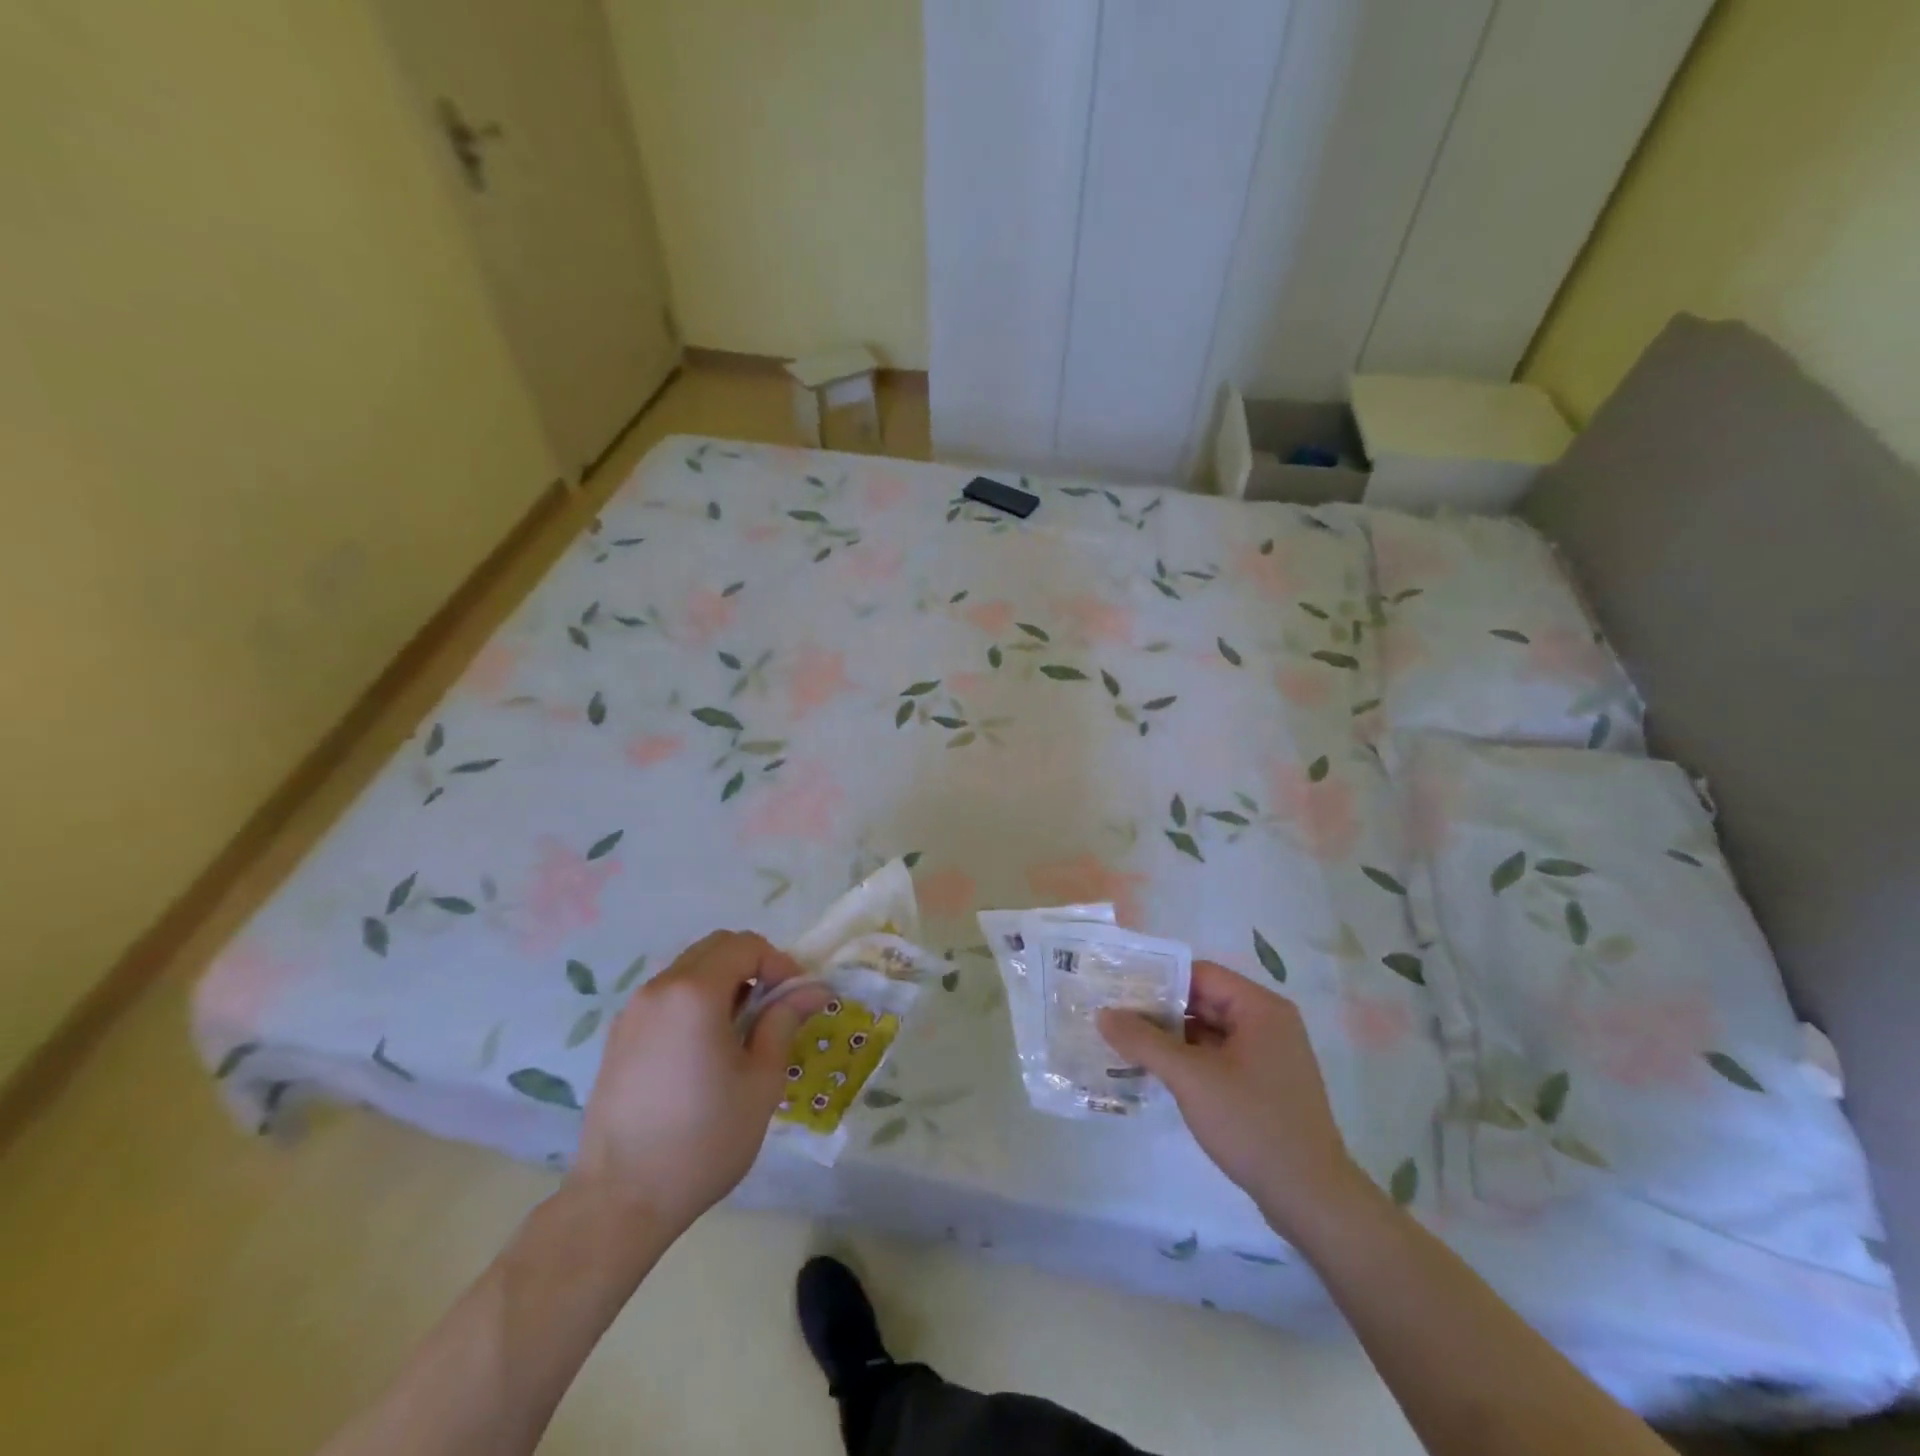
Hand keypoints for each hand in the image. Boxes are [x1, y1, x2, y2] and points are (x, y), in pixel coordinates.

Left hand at [568, 930, 823, 1243]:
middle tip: (773, 1008)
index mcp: (695, 992)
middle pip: (715, 948)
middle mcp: (659, 988)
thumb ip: (785, 1021)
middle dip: (752, 965)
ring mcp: (633, 1011)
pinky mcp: (619, 1036)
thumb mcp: (761, 1080)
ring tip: (741, 1031)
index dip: (779, 963)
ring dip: (723, 982)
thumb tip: (814, 989)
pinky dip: (695, 1000)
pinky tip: (705, 1048)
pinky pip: (667, 996)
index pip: (746, 945)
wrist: (621, 1200)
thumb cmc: (704, 1138)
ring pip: (689, 969)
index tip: (795, 999)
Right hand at [1099, 960, 1362, 1235]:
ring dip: (1171, 1038)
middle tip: (1114, 1016)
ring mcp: (1269, 1056)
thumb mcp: (1190, 1078)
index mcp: (1260, 1008)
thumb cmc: (1252, 1124)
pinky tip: (1157, 1072)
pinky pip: (1219, 1057)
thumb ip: (1144, 1041)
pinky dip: (1189, 1060)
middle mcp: (1269, 1023)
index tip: (1119, 988)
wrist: (1312, 1199)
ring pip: (1209, 1032)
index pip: (1200, 974)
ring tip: (1126, 1043)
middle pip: (1204, 1001)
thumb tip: (1103, 1014)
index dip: (1158, 979)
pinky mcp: (1265, 1085)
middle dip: (1160, 1010)